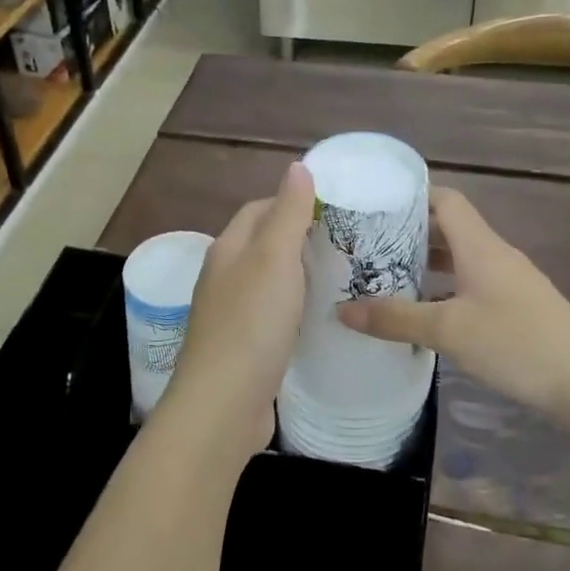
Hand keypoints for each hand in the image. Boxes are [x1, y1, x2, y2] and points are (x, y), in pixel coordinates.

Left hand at [159, 162, 314, 460]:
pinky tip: (318, 317)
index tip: (334, 208)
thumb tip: (297, 166)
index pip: (259, 209)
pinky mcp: (243, 347)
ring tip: (340, 275)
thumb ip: (288, 213)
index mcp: (228, 249)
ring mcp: (231, 314)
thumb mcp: (274, 259)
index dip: (292, 201)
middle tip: (346, 242)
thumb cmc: (252, 323)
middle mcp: (224, 277)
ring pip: (268, 281)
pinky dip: (294, 308)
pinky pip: (272, 315)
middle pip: (263, 244)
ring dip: (298, 274)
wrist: (224, 404)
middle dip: (299, 237)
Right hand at [337, 187, 569, 419]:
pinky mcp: (519, 307)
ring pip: (461, 259)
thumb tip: (342, 310)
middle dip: (410, 233)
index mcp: (480, 246)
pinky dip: (446, 289)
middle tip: (369, 246)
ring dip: (428, 264)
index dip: (412, 197)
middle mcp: (496, 254)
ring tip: (388, 277)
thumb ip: (395, 318)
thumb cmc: (516, 343)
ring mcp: (511, 281)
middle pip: (450, 228)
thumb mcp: (448, 331)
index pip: (445, 200)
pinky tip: (427, 313)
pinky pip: (473, 284)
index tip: (375, 206)